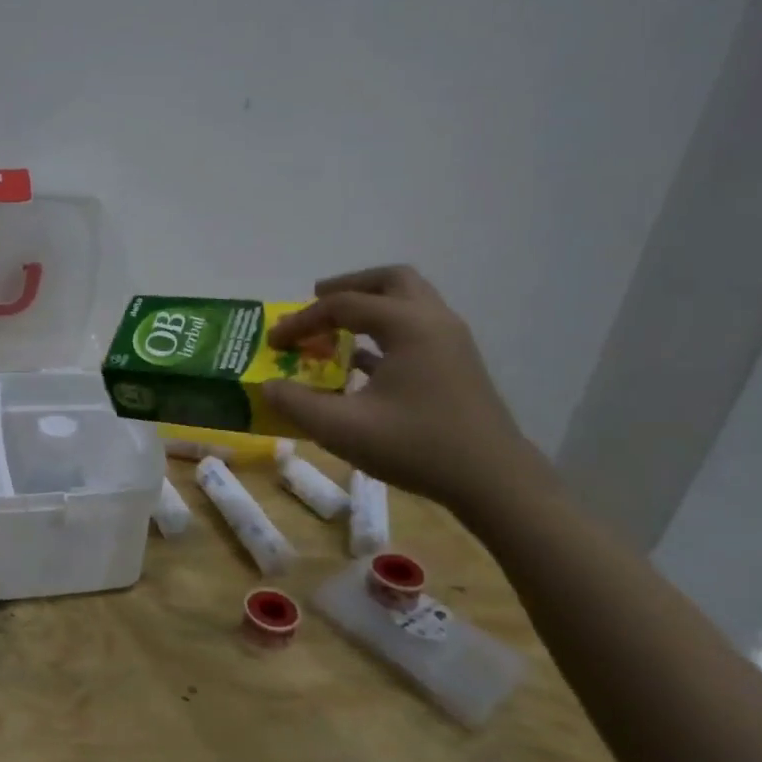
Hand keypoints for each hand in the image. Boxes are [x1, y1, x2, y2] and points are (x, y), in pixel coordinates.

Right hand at [263, 266, 551, 513]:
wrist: (494, 481)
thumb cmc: (417, 447)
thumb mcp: (343, 429)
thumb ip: (297, 404)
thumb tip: (268, 387)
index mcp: (409, 326)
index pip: (343, 305)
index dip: (302, 320)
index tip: (274, 343)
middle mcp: (434, 321)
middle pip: (390, 281)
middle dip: (348, 287)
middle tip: (316, 302)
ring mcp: (451, 341)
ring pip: (408, 302)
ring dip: (369, 306)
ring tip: (336, 327)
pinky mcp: (457, 364)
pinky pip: (416, 328)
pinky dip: (385, 330)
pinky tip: (360, 362)